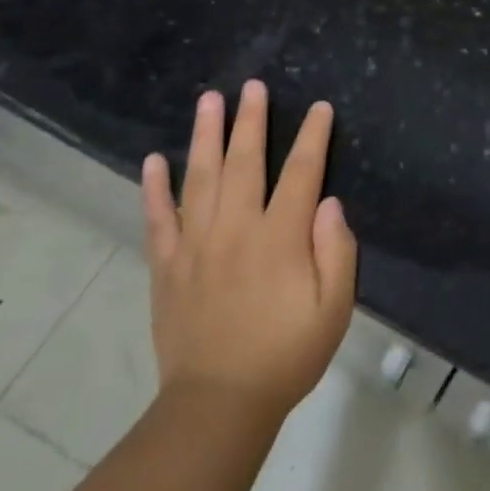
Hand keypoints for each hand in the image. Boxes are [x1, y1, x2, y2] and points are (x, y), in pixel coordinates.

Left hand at [140, 81, 356, 417]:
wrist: (218, 404)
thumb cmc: (286, 355)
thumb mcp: (334, 308)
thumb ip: (336, 251)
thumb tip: (329, 203)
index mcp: (279, 238)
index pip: (300, 173)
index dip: (312, 137)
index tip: (318, 108)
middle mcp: (235, 230)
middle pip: (244, 162)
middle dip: (250, 121)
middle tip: (251, 86)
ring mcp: (195, 245)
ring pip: (199, 178)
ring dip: (204, 136)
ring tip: (208, 100)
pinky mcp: (167, 267)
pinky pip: (157, 218)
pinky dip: (154, 187)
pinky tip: (153, 160)